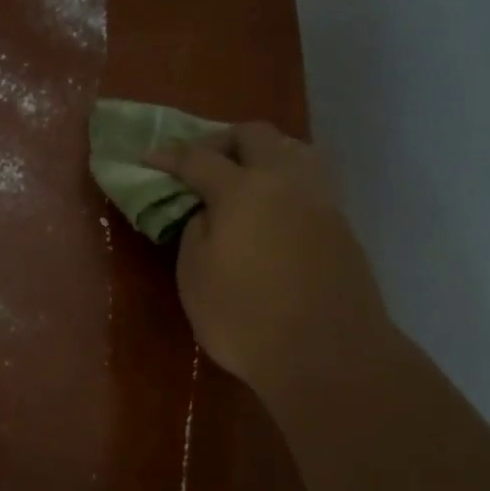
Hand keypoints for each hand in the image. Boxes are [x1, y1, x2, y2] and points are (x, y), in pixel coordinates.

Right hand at [147, 123, 395, 404]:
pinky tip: (273, 208)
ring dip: (262, 153)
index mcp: (241, 190)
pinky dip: (284, 179)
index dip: (169, 156)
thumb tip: (209, 212)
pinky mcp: (340, 223)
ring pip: (292, 149)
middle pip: (254, 135)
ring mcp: (319, 199)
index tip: (149, 158)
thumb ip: (195, 231)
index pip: (198, 157)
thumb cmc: (245, 319)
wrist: (327, 354)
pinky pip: (309, 180)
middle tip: (201, 164)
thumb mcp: (194, 276)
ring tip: (242, 178)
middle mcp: (284, 180)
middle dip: (222, 141)